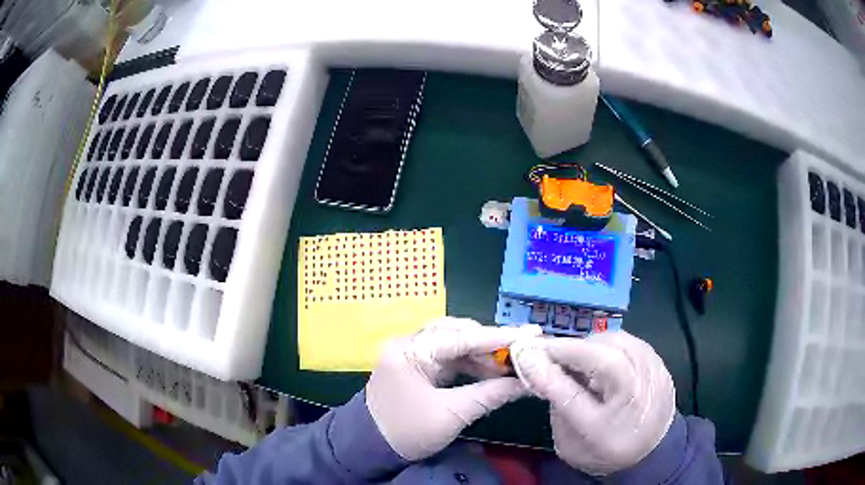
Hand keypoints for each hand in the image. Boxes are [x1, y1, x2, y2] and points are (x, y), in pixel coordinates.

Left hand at [366, 318, 541, 460]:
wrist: (371, 448)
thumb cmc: (408, 432)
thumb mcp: (451, 415)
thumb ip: (490, 395)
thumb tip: (524, 382)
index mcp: (408, 351)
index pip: (459, 337)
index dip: (497, 338)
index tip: (529, 334)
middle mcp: (408, 344)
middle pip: (456, 333)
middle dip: (490, 344)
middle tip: (520, 351)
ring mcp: (411, 354)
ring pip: (454, 344)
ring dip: (482, 355)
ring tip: (510, 366)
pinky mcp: (417, 365)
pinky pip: (449, 357)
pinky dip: (471, 364)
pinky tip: (491, 372)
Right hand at [510, 331, 675, 475]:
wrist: (651, 451)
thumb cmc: (605, 449)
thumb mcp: (570, 438)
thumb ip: (555, 400)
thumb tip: (534, 362)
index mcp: (611, 427)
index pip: (573, 393)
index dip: (547, 370)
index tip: (526, 352)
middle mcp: (638, 396)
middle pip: (602, 356)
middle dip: (570, 350)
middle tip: (549, 354)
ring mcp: (654, 374)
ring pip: (618, 341)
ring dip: (589, 344)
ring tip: (575, 356)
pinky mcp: (660, 362)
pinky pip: (630, 341)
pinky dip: (608, 343)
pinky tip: (599, 355)